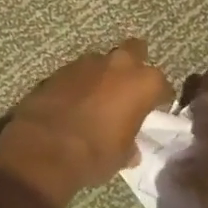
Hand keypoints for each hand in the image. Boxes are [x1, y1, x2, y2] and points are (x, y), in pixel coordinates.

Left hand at [0, 40, 174, 205]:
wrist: (44, 148)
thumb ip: (131, 144)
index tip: (154, 111)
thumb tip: (131, 149)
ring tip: (99, 97)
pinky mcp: (60, 69)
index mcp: (143, 83)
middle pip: (135, 51)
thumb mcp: (122, 156)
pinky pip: (79, 72)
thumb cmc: (94, 153)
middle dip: (135, 65)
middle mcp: (119, 64)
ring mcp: (87, 63)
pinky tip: (75, 101)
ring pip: (103, 61)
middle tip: (129, 89)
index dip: (159, 99)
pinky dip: (80, 83)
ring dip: (104, 75)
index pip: (162, 86)